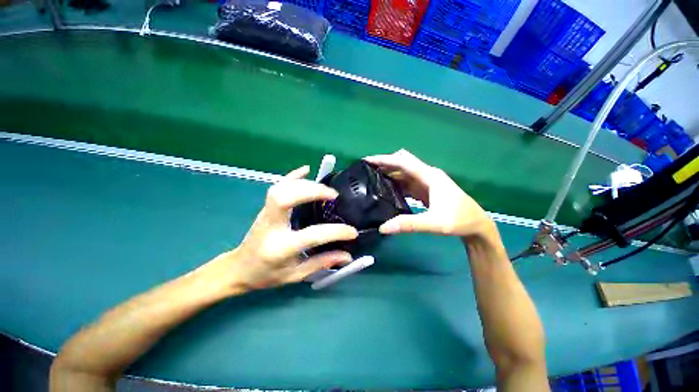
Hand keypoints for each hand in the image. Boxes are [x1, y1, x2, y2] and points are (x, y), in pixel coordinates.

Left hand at [209, 166, 358, 293]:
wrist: (239, 268)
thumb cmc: (267, 275)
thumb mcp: (295, 275)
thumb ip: (321, 263)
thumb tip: (347, 256)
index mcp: (280, 248)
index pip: (312, 235)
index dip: (335, 232)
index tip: (352, 232)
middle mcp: (271, 226)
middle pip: (286, 199)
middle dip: (312, 192)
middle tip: (333, 195)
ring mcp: (266, 213)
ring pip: (281, 189)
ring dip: (305, 184)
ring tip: (324, 188)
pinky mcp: (266, 207)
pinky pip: (277, 186)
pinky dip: (292, 176)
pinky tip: (306, 169)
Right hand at [364, 150, 493, 237]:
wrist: (477, 225)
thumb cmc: (459, 221)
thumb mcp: (434, 224)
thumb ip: (409, 225)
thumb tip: (383, 228)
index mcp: (429, 176)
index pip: (403, 162)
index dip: (384, 159)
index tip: (367, 160)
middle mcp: (427, 175)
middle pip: (402, 162)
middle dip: (385, 163)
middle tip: (367, 170)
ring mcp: (426, 182)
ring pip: (403, 172)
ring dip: (389, 172)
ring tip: (372, 178)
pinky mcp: (425, 190)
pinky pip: (406, 182)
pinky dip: (395, 182)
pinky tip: (387, 189)